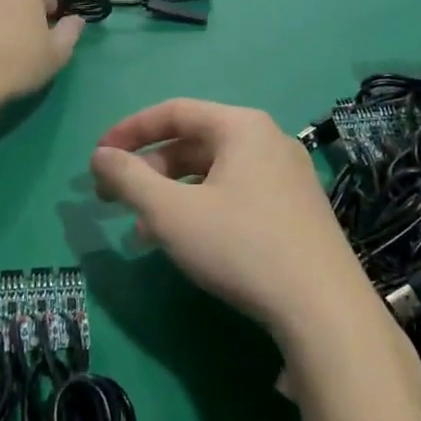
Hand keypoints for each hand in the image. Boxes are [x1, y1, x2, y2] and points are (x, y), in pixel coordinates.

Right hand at [90, 100, 391, 350]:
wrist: (322, 308)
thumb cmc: (240, 246)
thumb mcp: (171, 212)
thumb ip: (128, 178)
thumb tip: (100, 156)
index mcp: (241, 126)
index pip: (174, 111)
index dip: (129, 131)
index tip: (97, 158)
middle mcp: (268, 140)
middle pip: (194, 142)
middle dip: (149, 170)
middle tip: (115, 199)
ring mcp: (287, 176)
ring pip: (214, 173)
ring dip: (171, 195)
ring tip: (142, 230)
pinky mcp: (296, 209)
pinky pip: (236, 194)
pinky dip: (202, 208)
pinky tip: (185, 242)